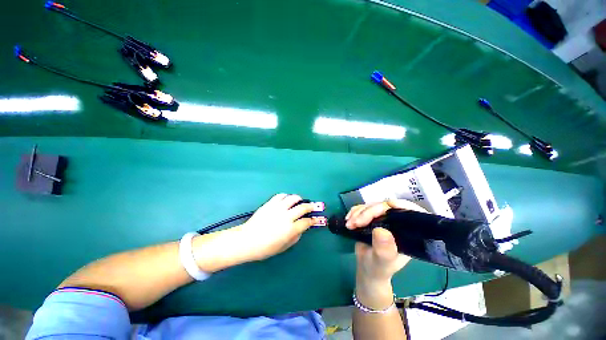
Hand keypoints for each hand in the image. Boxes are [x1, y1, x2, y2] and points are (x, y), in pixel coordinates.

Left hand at [236, 194, 325, 260]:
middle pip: (303, 207)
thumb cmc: (265, 248)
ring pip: (293, 198)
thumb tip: (301, 228)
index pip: (307, 222)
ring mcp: (278, 208)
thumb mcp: (283, 247)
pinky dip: (286, 196)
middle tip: (313, 206)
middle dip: (310, 206)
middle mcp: (286, 216)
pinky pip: (281, 195)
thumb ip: (295, 237)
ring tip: (300, 201)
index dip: (313, 220)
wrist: (246, 240)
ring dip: (299, 199)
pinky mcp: (270, 203)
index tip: (316, 219)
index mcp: (290, 229)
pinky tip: (286, 200)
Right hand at [346, 200, 424, 308]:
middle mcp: (397, 223)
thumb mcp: (382, 262)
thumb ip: (384, 249)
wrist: (366, 268)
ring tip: (349, 224)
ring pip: (372, 206)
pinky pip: (363, 208)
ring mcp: (383, 218)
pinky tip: (348, 219)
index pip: (413, 214)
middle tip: (355, 223)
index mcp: (407, 233)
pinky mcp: (371, 217)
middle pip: (386, 207)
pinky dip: (354, 212)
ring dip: (358, 212)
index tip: (390, 204)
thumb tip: (381, 230)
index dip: (404, 206)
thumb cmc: (378, 268)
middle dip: (369, 212)